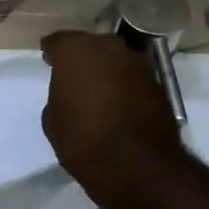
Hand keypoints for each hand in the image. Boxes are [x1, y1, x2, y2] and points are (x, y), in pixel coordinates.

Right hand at [41, 31, 184, 208]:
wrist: (137, 166)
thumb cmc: (83, 140)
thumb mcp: (53, 121)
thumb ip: (60, 96)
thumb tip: (72, 95)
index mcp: (76, 50)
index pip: (59, 42)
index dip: (52, 53)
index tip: (49, 63)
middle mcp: (109, 47)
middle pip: (91, 47)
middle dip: (84, 59)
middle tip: (76, 79)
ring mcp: (138, 64)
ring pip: (116, 61)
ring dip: (108, 72)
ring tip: (100, 94)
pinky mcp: (159, 84)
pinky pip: (134, 79)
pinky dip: (127, 88)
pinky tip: (121, 106)